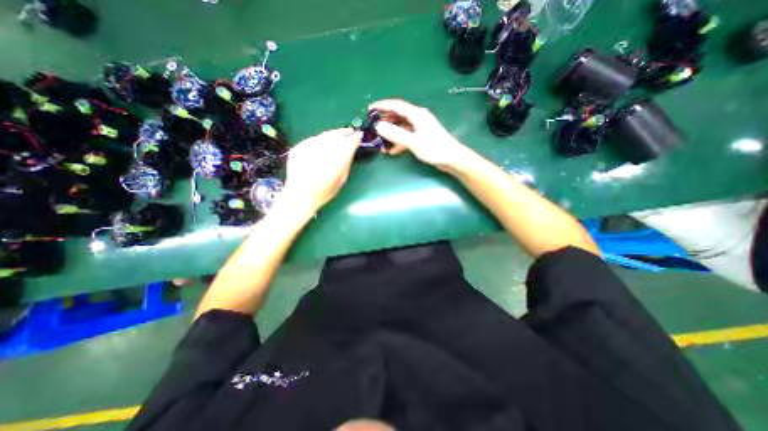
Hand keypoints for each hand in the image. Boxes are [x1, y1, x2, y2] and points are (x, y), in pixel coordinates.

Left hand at [282, 128, 363, 215]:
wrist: (300, 195)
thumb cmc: (325, 191)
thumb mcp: (342, 179)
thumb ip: (347, 163)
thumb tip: (350, 151)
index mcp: (337, 158)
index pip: (350, 142)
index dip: (355, 138)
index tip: (359, 136)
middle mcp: (323, 148)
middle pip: (336, 134)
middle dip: (344, 132)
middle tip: (350, 132)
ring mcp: (309, 146)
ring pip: (324, 135)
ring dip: (332, 135)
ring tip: (337, 136)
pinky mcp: (299, 147)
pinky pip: (313, 140)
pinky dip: (320, 140)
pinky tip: (322, 145)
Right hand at [369, 98, 471, 170]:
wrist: (452, 159)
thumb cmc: (434, 148)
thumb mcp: (413, 141)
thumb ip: (395, 134)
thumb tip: (378, 126)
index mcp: (416, 114)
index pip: (396, 105)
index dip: (381, 106)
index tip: (369, 110)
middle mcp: (417, 118)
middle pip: (397, 116)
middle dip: (385, 122)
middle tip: (373, 129)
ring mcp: (419, 128)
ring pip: (401, 128)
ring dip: (391, 135)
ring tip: (380, 143)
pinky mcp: (421, 137)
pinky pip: (406, 137)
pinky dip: (398, 142)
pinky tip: (392, 151)